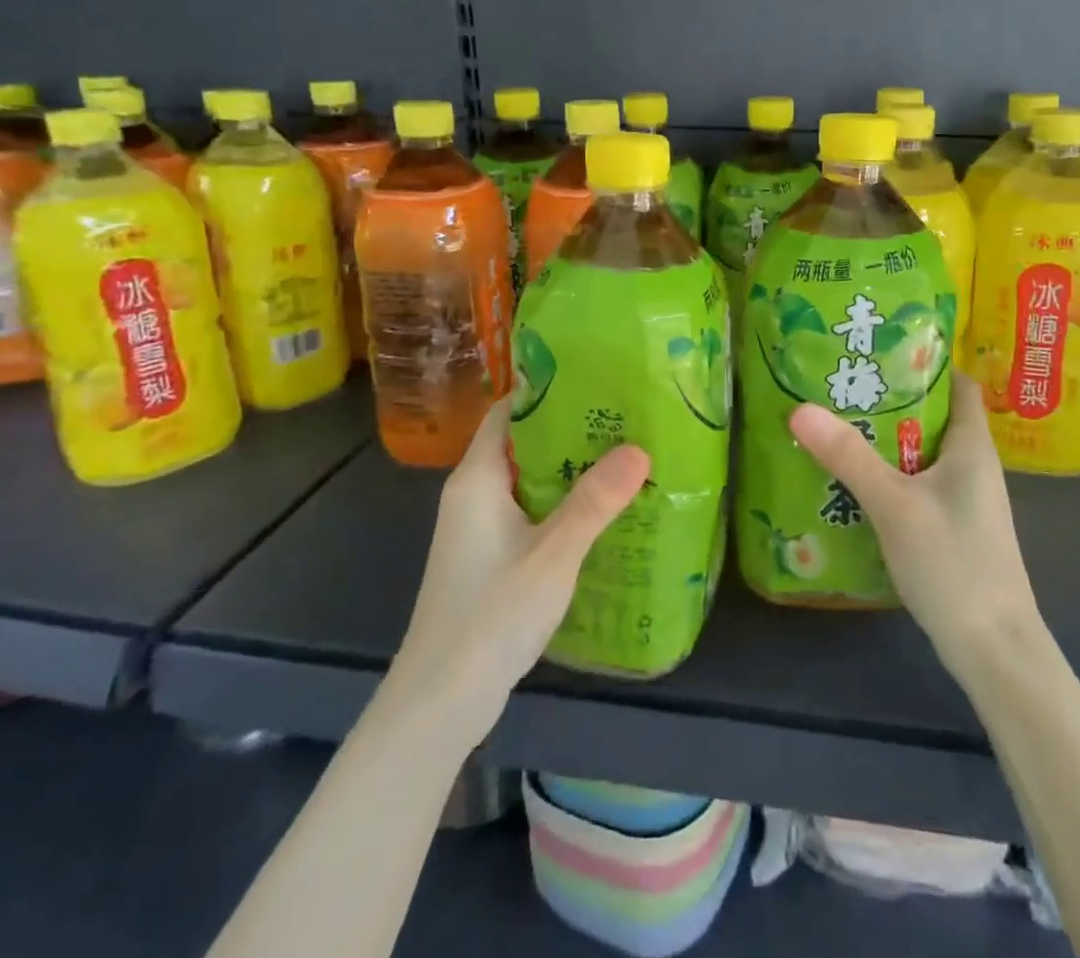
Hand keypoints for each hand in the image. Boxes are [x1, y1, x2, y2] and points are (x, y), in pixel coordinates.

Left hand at [392, 397, 649, 750]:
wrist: (440, 702)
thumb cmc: (489, 616)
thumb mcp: (552, 555)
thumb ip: (594, 502)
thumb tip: (639, 449)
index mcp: (477, 479)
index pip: (509, 411)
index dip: (548, 390)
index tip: (597, 377)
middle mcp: (473, 494)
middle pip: (523, 441)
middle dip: (570, 426)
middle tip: (625, 413)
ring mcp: (480, 527)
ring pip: (529, 478)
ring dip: (570, 466)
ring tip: (624, 451)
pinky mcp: (490, 555)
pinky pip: (530, 509)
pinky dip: (562, 499)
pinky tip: (602, 507)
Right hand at [789, 373, 1043, 680]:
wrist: (994, 650)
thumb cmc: (954, 564)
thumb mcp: (895, 504)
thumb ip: (849, 456)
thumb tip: (800, 407)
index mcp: (973, 446)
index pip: (958, 383)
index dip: (926, 360)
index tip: (880, 347)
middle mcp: (973, 465)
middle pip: (934, 415)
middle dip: (892, 398)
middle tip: (842, 383)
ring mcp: (965, 500)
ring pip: (923, 453)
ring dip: (887, 439)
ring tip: (838, 423)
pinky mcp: (952, 528)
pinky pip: (919, 484)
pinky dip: (890, 474)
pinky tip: (854, 481)